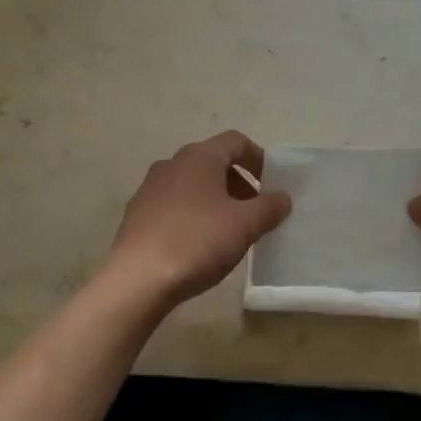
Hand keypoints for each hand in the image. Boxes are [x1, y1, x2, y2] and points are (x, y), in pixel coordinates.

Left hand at [105, 131, 291, 311]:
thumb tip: (283, 196)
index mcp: (200, 156)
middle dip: (238, 182)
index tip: (272, 183)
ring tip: (228, 229)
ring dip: (215, 198)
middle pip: (213, 161)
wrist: (138, 279)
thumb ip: (269, 207)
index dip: (258, 158)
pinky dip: (192, 213)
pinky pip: (173, 203)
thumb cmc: (197, 242)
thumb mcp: (244, 225)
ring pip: (192, 183)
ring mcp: (150, 187)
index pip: (236, 141)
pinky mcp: (137, 212)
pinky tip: (197, 243)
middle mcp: (173, 163)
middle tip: (254, 211)